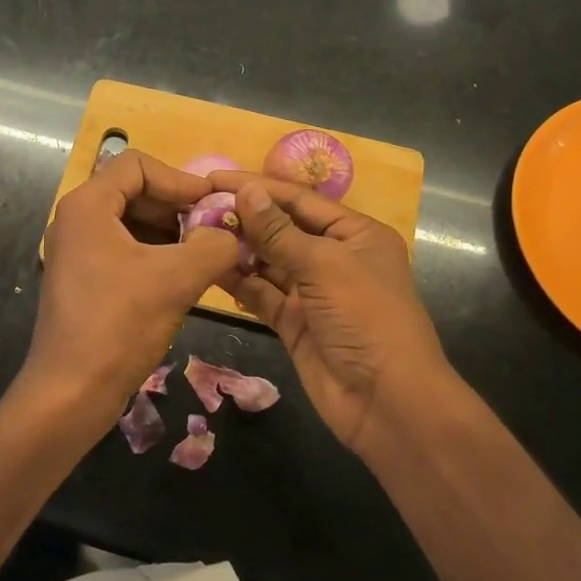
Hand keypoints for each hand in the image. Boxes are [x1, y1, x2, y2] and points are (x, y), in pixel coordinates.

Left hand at [28, 150, 239, 428]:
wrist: (70, 392)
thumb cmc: (119, 325)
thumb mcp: (176, 279)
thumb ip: (213, 245)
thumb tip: (230, 234)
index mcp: (87, 206)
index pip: (137, 165)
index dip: (179, 179)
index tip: (212, 207)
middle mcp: (76, 220)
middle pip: (133, 191)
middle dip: (176, 208)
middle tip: (213, 232)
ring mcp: (77, 251)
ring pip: (131, 223)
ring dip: (169, 233)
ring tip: (203, 256)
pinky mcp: (83, 280)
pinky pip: (123, 250)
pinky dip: (154, 256)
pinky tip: (181, 279)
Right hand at [212, 173, 457, 455]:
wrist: (386, 401)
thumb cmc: (366, 318)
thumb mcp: (323, 265)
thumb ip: (278, 231)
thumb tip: (246, 190)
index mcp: (355, 234)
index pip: (299, 200)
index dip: (257, 187)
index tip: (213, 179)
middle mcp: (334, 257)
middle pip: (280, 228)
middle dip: (242, 217)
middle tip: (195, 206)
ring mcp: (312, 292)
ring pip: (267, 261)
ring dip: (236, 248)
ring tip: (194, 233)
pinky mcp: (294, 322)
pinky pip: (261, 294)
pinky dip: (238, 281)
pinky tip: (209, 267)